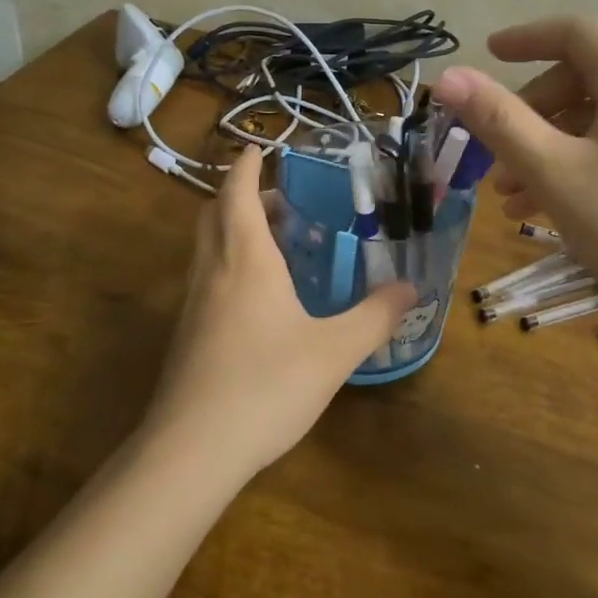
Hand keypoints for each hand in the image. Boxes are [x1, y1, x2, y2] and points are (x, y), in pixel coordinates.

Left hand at [146, 146, 416, 482]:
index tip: (258, 148)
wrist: (193, 448)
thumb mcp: (335, 351)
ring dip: (233, 231)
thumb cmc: (267, 384)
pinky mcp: (187, 335)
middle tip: (278, 197)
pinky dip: (229, 265)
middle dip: (240, 196)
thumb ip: (374, 316)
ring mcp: (193, 304)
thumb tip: (410, 288)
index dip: (247, 167)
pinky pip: (207, 279)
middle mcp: (213, 271)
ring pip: (207, 248)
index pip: (237, 194)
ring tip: (275, 243)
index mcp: (245, 259)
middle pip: (215, 215)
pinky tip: (258, 298)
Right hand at [433, 16, 597, 343]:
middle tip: (496, 155)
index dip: (526, 38)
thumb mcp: (555, 173)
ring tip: (513, 197)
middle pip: (586, 79)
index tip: (488, 54)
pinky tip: (557, 210)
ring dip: (553, 146)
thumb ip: (498, 120)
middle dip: (532, 111)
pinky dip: (586, 163)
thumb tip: (448, 76)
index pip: (575, 32)